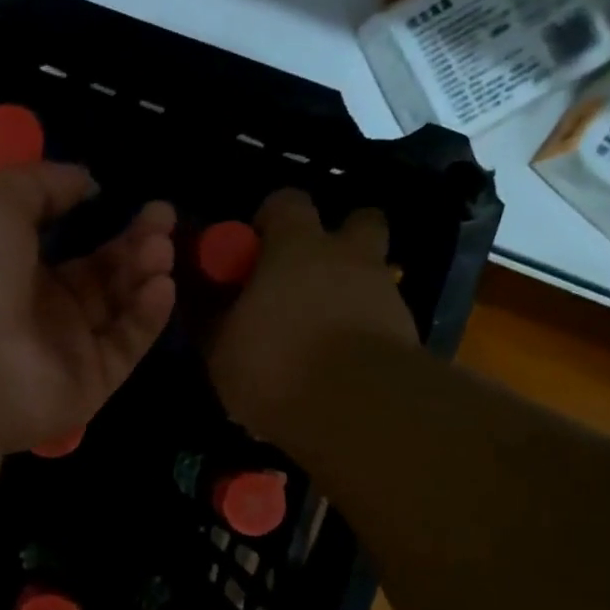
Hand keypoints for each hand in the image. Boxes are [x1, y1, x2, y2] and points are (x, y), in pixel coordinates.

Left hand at [0, 163, 176, 453]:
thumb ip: (43, 185)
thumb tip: (85, 181)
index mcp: (11, 268)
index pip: (68, 245)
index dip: (102, 221)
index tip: (134, 199)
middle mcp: (40, 309)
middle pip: (101, 274)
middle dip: (135, 243)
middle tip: (163, 216)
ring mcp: (65, 350)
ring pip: (118, 308)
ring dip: (144, 273)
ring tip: (161, 248)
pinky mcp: (89, 384)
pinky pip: (125, 346)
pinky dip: (147, 316)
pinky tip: (161, 285)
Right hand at [206, 189, 415, 436]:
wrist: (359, 408)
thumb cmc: (276, 363)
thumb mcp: (221, 347)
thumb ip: (213, 317)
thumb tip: (202, 300)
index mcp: (298, 246)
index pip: (286, 201)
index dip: (270, 221)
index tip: (254, 251)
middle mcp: (348, 256)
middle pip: (358, 222)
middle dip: (338, 241)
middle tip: (306, 279)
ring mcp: (385, 292)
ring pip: (373, 274)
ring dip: (353, 290)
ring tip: (323, 331)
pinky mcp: (407, 331)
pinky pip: (382, 318)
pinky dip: (365, 330)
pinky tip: (342, 364)